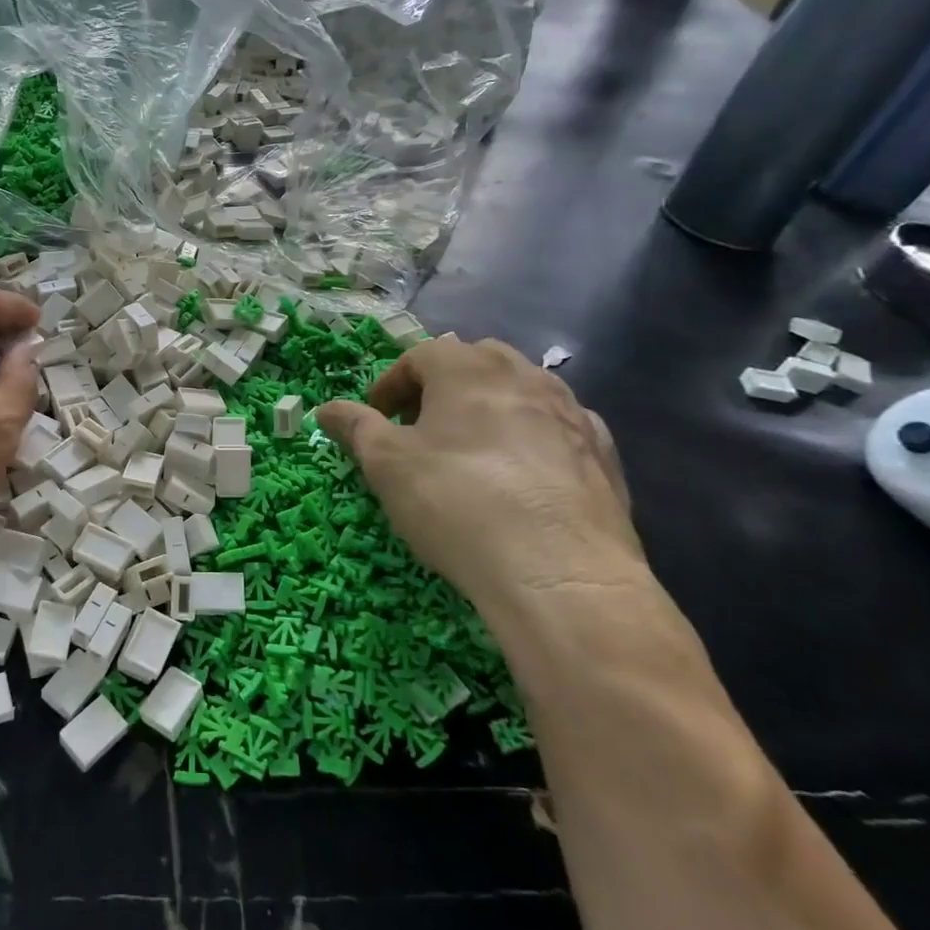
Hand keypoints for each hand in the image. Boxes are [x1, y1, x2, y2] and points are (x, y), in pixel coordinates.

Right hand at [317, 336, 646, 610]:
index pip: (419, 356)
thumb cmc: (456, 502)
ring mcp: (572, 412)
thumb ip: (354, 427)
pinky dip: (534, 439)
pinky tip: (523, 477)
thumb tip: (326, 409)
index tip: (376, 419)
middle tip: (420, 429)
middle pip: (474, 362)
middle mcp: (524, 375)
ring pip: (522, 391)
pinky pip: (558, 429)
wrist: (560, 572)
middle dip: (442, 387)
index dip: (390, 385)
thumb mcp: (386, 464)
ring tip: (470, 453)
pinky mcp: (604, 454)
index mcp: (467, 368)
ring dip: (490, 409)